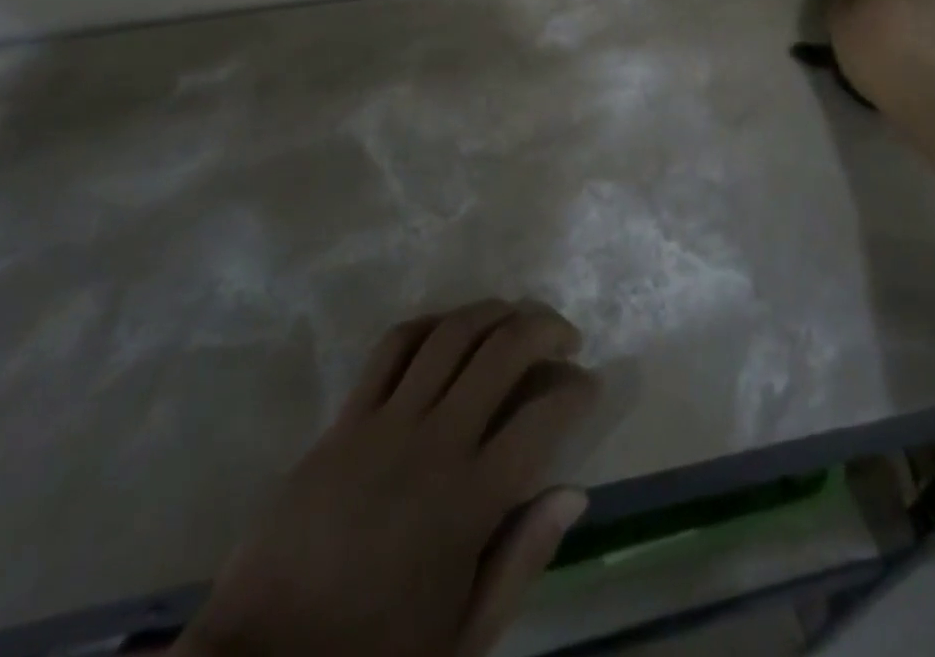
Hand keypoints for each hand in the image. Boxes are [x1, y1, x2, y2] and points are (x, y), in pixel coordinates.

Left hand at [178, 300, 598, 656]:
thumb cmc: (374, 656)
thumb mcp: (463, 637)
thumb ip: (522, 560)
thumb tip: (574, 492)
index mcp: (470, 502)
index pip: (543, 417)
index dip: (577, 388)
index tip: (589, 384)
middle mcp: (435, 443)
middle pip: (502, 351)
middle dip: (545, 328)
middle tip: (565, 336)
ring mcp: (386, 422)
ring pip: (452, 333)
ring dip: (494, 312)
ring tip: (516, 317)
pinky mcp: (345, 418)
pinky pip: (393, 345)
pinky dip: (431, 323)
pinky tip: (450, 328)